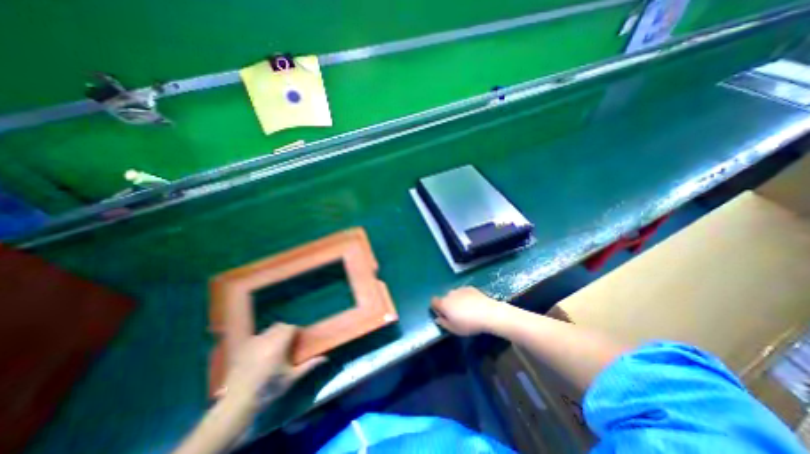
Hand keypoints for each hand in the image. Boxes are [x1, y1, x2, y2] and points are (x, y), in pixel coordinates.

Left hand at [222, 323, 325, 400]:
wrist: (238, 403)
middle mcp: (265, 339)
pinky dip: (262, 340)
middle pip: (279, 326)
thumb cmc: (269, 389)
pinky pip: (256, 338)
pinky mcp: (242, 349)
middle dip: (285, 330)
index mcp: (279, 344)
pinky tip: (260, 354)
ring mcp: (252, 343)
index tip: (298, 340)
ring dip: (274, 334)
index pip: (290, 327)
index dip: (296, 331)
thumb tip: (325, 358)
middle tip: (288, 343)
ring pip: (267, 330)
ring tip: (274, 348)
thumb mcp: (292, 378)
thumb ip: (309, 365)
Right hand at [434, 287, 503, 335]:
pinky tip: (474, 305)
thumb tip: (438, 318)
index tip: (443, 315)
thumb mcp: (454, 329)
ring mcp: (460, 289)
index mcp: (444, 304)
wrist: (488, 313)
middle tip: (457, 315)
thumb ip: (443, 323)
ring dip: (457, 300)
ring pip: (454, 295)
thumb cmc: (469, 324)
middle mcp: (449, 294)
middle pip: (445, 298)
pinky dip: (465, 297)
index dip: (436, 308)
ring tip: (467, 310)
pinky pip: (463, 292)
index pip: (433, 301)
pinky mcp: (470, 287)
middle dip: (448, 305)